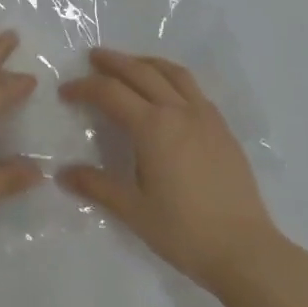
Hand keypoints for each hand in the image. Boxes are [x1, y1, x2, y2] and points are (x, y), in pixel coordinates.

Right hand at [58, 49, 278, 289]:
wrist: (244, 249)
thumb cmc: (184, 231)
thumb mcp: (133, 210)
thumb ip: (97, 186)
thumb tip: (63, 173)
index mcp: (153, 127)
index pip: (111, 93)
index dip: (85, 88)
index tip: (66, 91)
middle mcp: (179, 111)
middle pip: (142, 72)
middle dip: (114, 62)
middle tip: (93, 57)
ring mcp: (206, 117)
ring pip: (173, 73)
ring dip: (147, 63)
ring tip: (131, 64)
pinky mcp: (223, 129)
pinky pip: (194, 89)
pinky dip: (172, 79)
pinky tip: (168, 93)